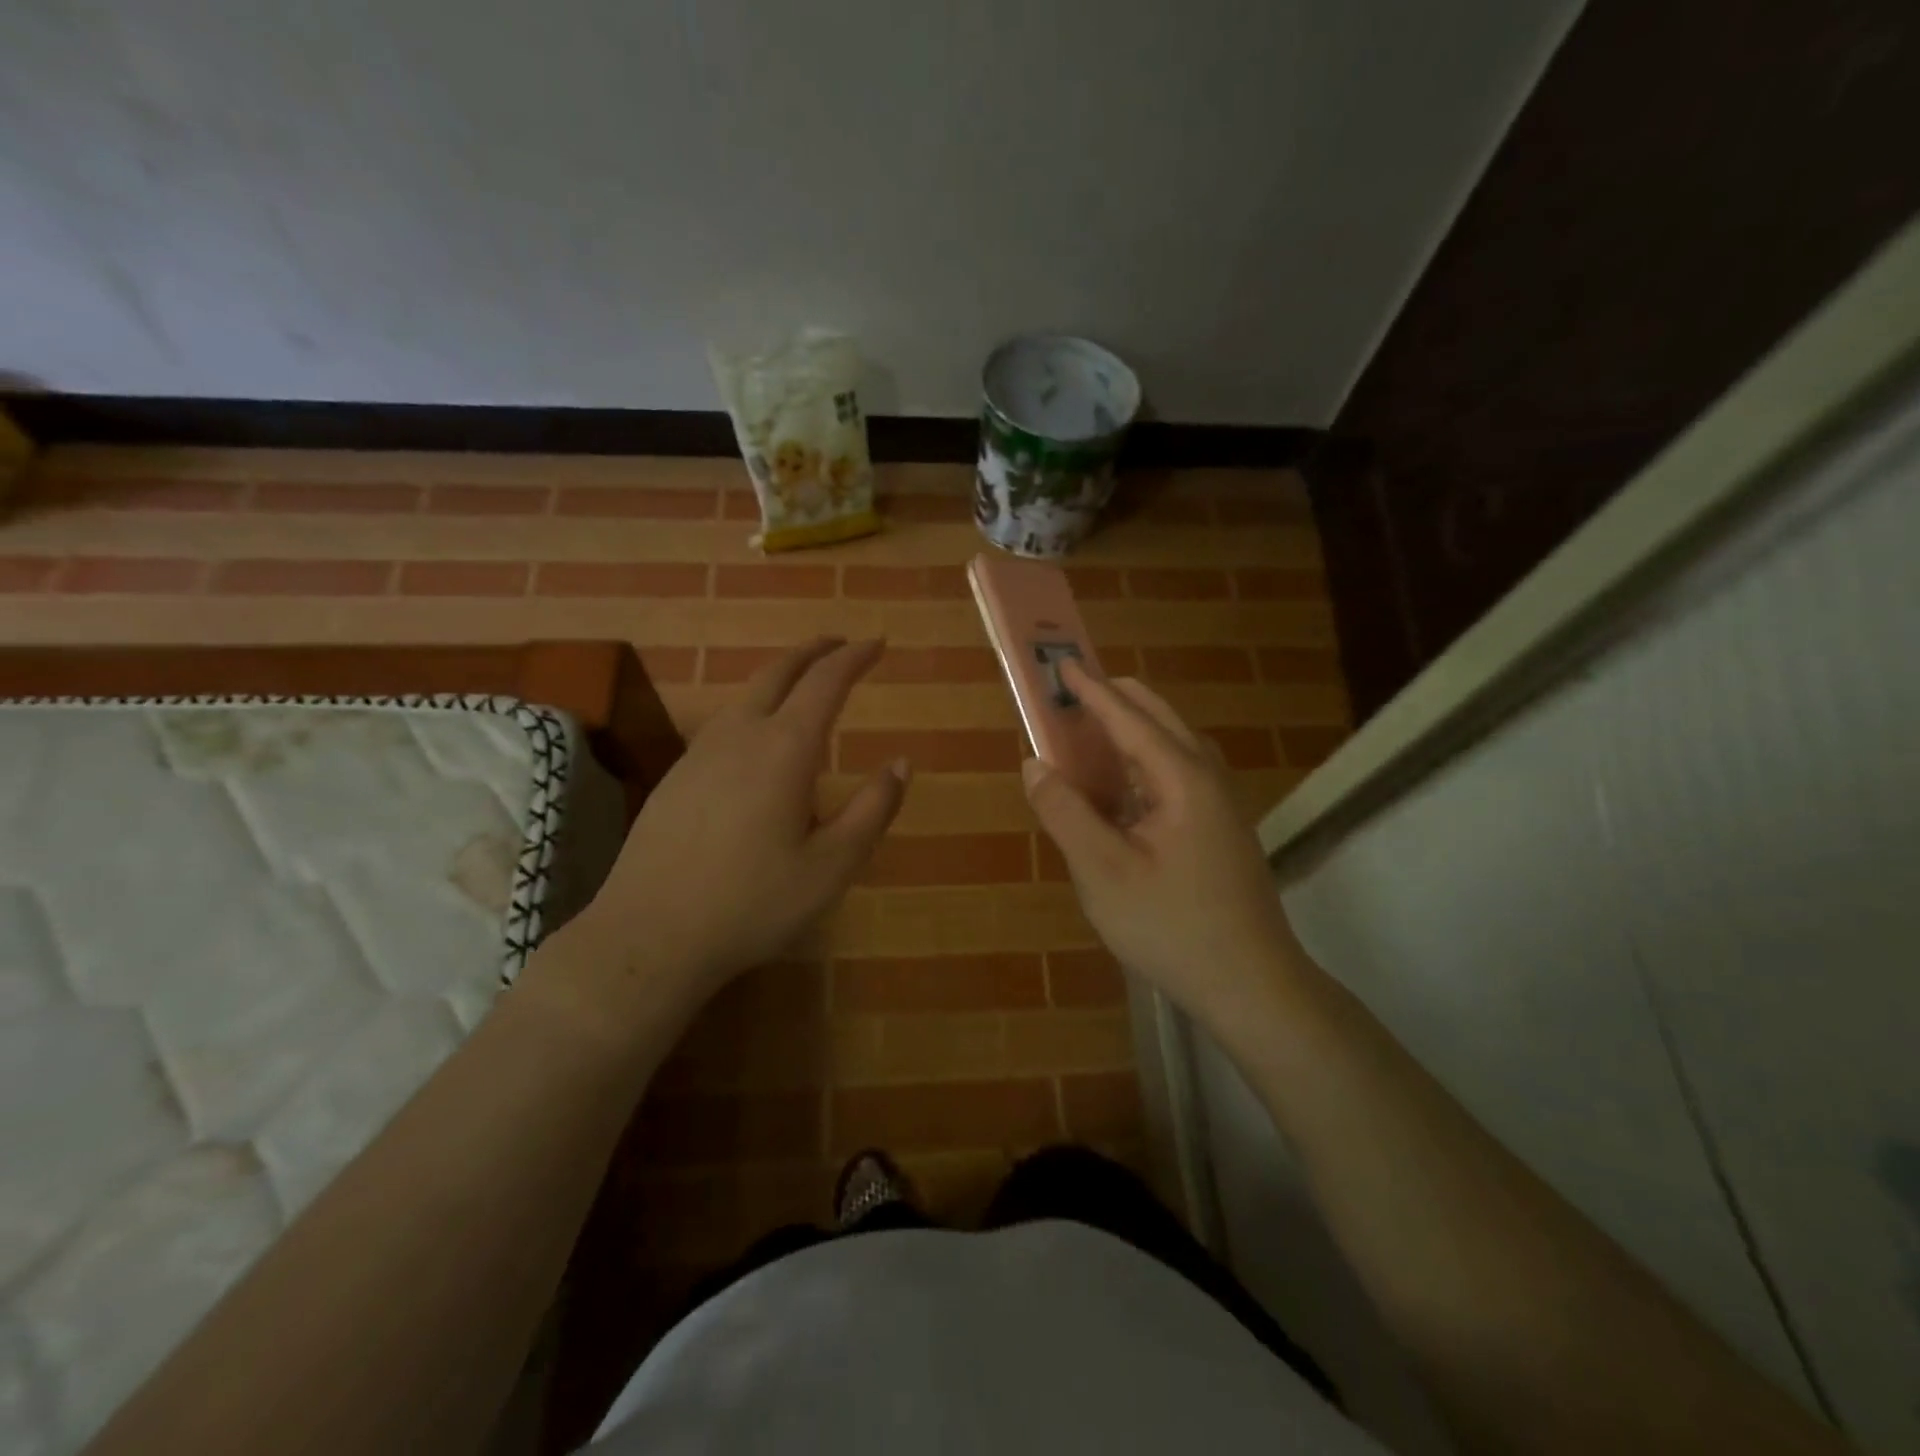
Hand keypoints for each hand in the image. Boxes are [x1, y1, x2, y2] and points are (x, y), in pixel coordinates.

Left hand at [556, 638, 906, 1022]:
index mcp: (785, 749)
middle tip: (842, 645)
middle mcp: (740, 735)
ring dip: (781, 676)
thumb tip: (902, 763)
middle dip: (815, 652)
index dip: (855, 657)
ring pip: (746, 694)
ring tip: (805, 683)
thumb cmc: (753, 903)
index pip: (826, 682)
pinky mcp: (676, 777)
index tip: (878, 642)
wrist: (649, 934)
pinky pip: (724, 722)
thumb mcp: (832, 866)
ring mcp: (700, 753)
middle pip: (779, 672)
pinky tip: (757, 737)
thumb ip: (873, 810)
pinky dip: (754, 707)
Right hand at [1023, 659, 1304, 1027]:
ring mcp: (1221, 805)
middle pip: (1160, 720)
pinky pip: (1179, 776)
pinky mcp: (1222, 830)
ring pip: (1174, 747)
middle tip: (1074, 695)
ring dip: (1133, 732)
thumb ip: (1065, 812)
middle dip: (1116, 701)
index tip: (1062, 665)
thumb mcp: (1102, 872)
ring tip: (1093, 735)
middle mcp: (1208, 779)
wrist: (1252, 985)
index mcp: (1181, 778)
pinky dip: (1145, 764)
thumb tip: (1035, 764)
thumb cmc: (1171, 926)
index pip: (1129, 718)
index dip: (1092, 691)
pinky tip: (1123, 791)